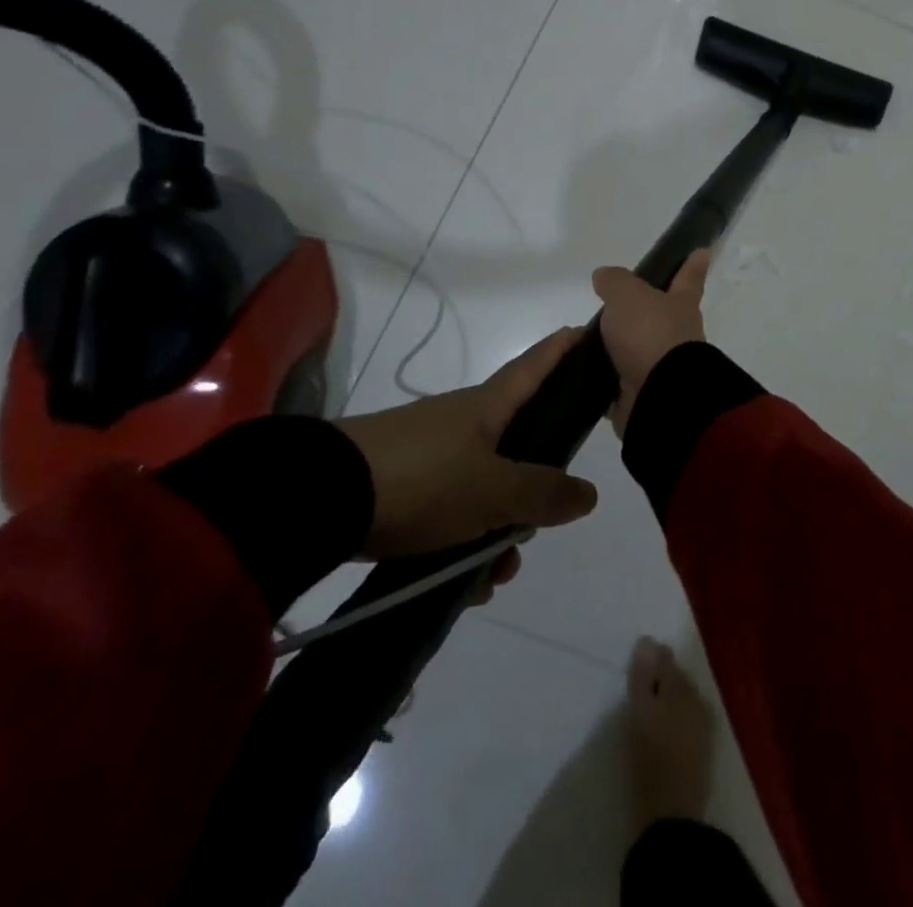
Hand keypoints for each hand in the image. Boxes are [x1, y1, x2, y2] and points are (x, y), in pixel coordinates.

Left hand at [337, 328, 598, 561]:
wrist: (321, 499)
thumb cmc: (423, 479)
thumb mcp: (493, 491)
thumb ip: (544, 493)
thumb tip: (589, 493)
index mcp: (489, 405)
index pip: (537, 364)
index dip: (566, 347)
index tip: (591, 330)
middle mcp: (464, 421)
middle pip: (519, 441)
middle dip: (536, 486)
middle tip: (542, 524)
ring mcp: (431, 452)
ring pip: (485, 486)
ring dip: (498, 530)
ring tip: (494, 576)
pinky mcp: (403, 483)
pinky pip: (451, 509)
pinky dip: (464, 542)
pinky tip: (463, 582)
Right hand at [592, 250, 709, 435]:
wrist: (659, 397)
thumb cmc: (650, 334)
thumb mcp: (628, 295)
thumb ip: (615, 281)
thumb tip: (605, 277)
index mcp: (681, 305)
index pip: (689, 277)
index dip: (693, 263)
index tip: (702, 250)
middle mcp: (675, 335)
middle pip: (657, 315)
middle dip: (637, 311)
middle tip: (610, 304)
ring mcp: (658, 366)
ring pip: (631, 347)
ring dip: (610, 344)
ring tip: (580, 339)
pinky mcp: (639, 394)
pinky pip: (612, 378)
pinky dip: (597, 373)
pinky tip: (579, 367)